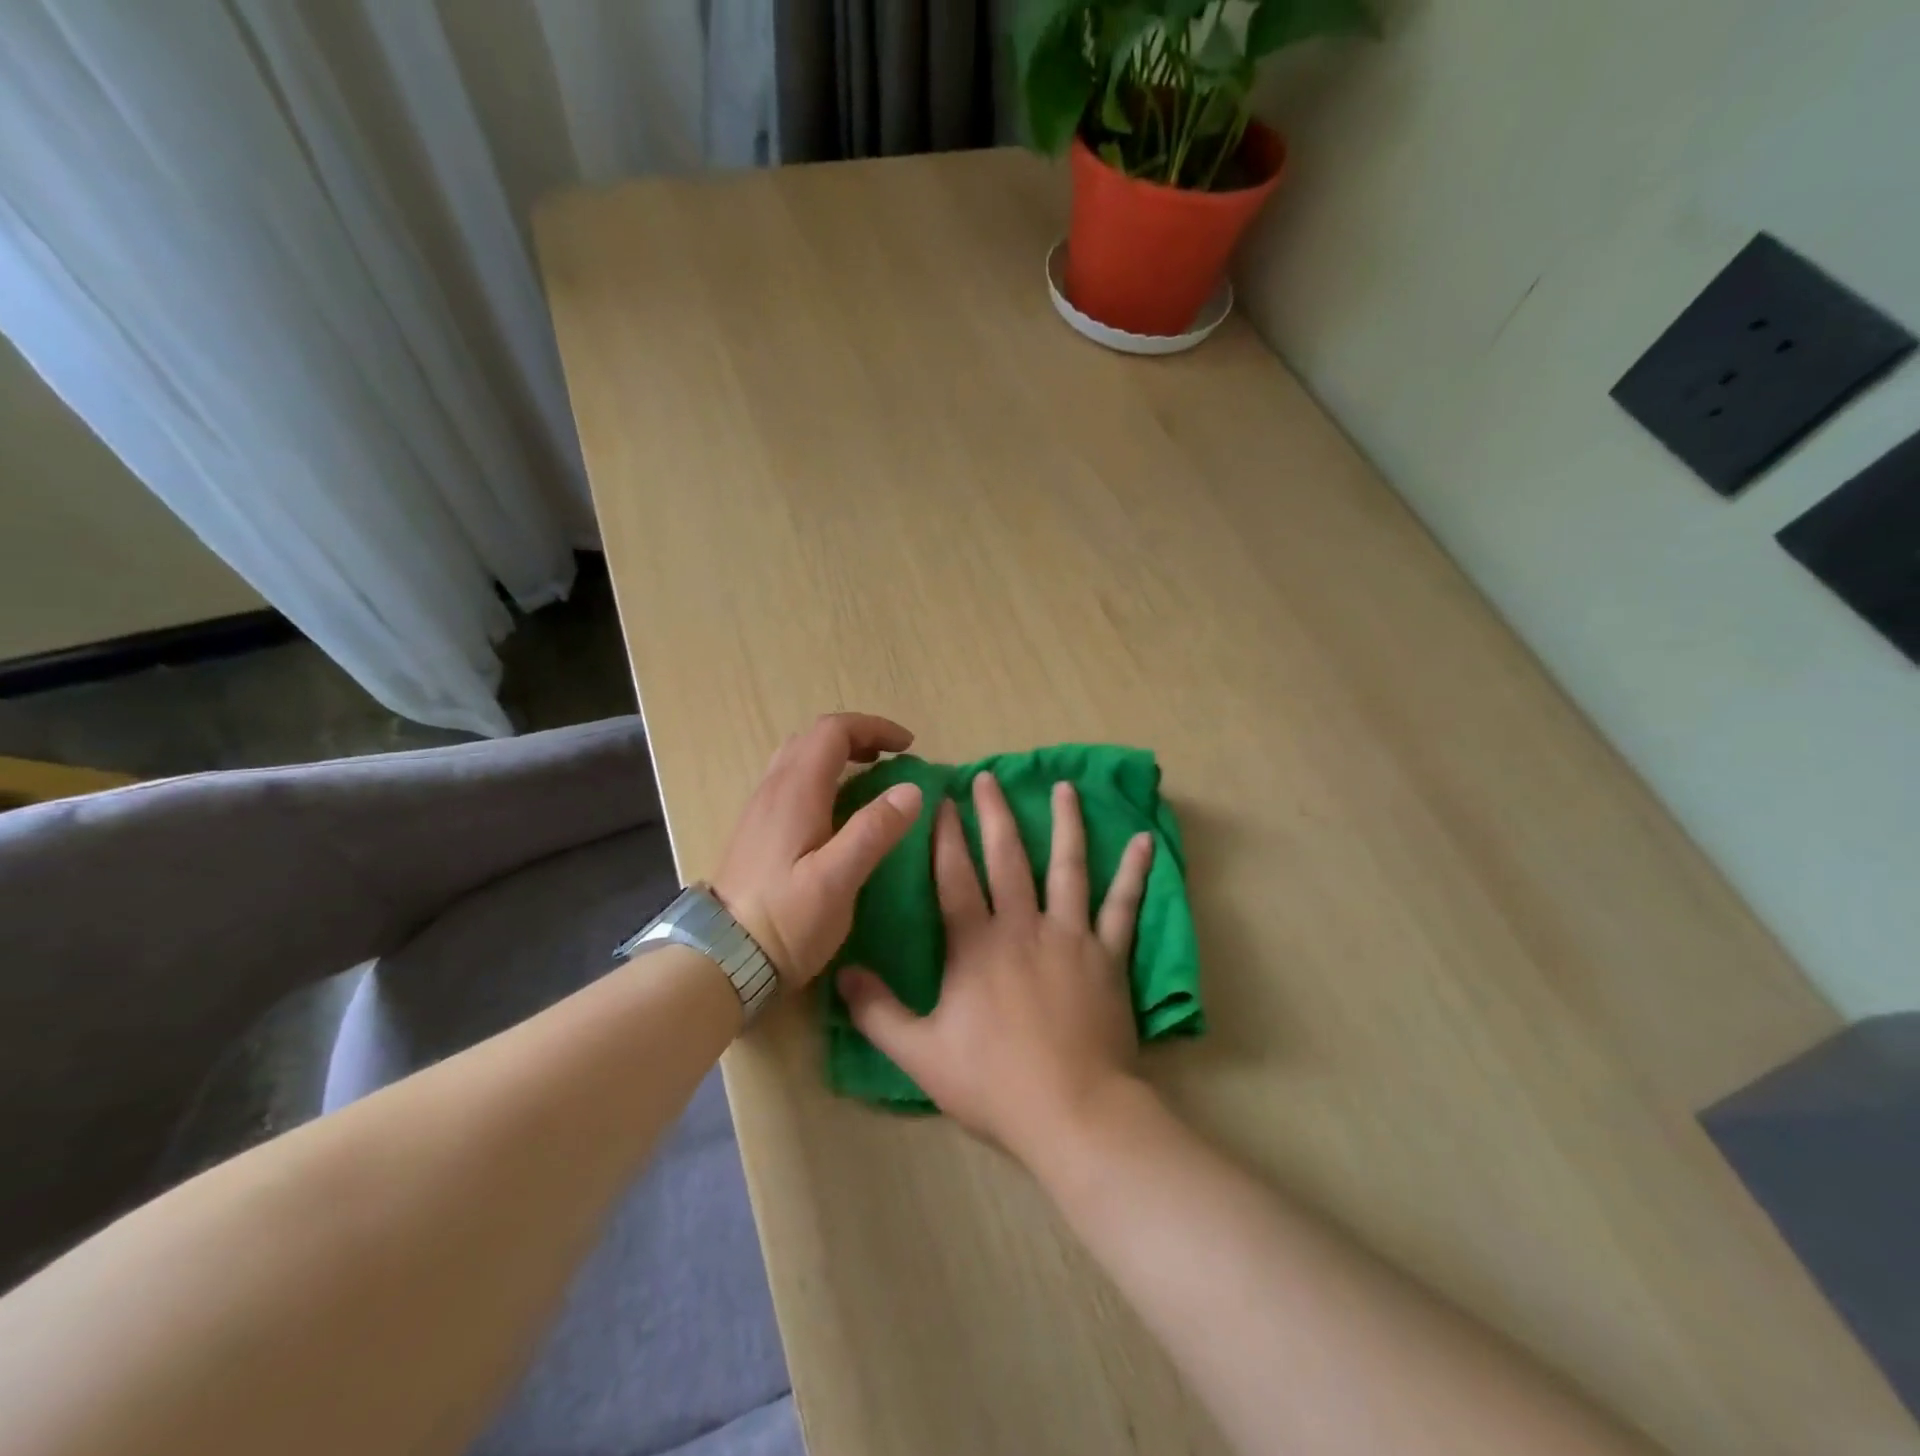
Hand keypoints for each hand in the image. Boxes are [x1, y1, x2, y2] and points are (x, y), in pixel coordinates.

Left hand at [712, 713, 923, 987]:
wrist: (722, 959)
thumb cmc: (784, 920)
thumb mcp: (837, 879)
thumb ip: (874, 831)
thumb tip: (911, 789)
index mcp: (796, 791)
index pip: (833, 731)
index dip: (874, 727)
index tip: (908, 746)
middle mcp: (773, 789)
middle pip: (813, 738)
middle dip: (857, 738)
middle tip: (890, 759)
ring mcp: (760, 810)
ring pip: (798, 759)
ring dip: (837, 756)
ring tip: (869, 780)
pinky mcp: (756, 832)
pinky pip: (791, 783)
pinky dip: (822, 778)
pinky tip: (837, 812)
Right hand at [838, 772, 1154, 1164]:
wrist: (1073, 1113)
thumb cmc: (994, 1084)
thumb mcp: (921, 1054)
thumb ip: (878, 1013)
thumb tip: (842, 973)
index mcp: (976, 945)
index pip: (955, 876)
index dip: (946, 836)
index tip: (944, 800)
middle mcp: (1022, 926)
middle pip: (1007, 858)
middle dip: (995, 814)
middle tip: (990, 777)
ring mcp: (1071, 936)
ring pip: (1068, 867)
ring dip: (1065, 824)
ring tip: (1064, 787)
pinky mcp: (1108, 955)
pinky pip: (1123, 906)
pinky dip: (1133, 872)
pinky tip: (1142, 841)